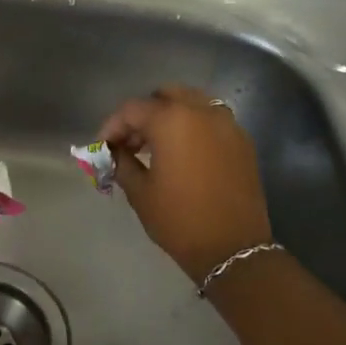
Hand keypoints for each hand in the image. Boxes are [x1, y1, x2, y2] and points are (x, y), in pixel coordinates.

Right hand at [98, 85, 274, 284]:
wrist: (233, 248)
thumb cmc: (178, 219)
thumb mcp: (140, 191)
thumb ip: (121, 162)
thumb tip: (113, 152)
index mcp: (172, 120)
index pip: (132, 109)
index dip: (112, 126)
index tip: (103, 147)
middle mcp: (202, 112)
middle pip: (165, 96)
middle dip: (144, 114)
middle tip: (130, 142)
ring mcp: (227, 124)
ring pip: (192, 103)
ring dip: (170, 117)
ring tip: (155, 147)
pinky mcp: (242, 141)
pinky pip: (212, 120)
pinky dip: (193, 127)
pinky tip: (183, 154)